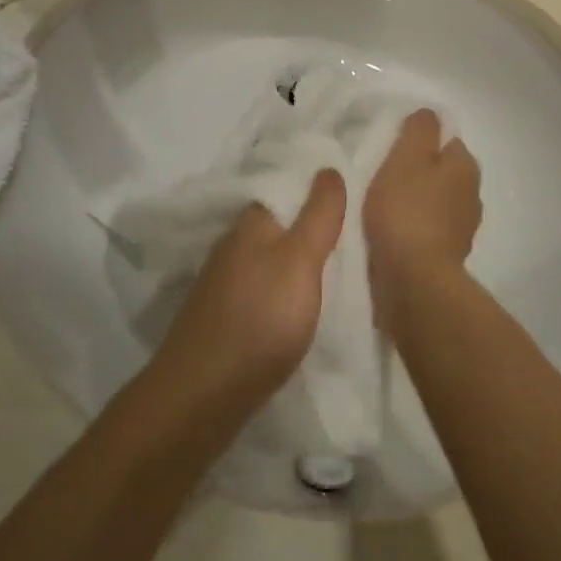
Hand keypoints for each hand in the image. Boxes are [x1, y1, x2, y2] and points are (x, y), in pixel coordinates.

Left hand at [155, 169, 346, 408]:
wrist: (203, 394)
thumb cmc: (260, 319)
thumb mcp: (300, 261)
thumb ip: (318, 216)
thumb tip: (328, 167)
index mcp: (251, 223)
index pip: (286, 187)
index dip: (316, 187)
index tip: (353, 190)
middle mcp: (233, 244)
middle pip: (279, 224)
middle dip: (310, 224)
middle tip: (356, 230)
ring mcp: (225, 281)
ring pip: (271, 257)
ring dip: (298, 258)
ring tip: (339, 265)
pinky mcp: (225, 314)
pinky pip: (264, 286)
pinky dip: (285, 287)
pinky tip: (304, 300)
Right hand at [364, 111, 481, 331]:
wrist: (414, 280)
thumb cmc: (406, 210)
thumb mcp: (406, 157)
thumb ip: (419, 130)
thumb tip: (430, 115)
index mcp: (465, 166)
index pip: (446, 140)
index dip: (420, 141)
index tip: (393, 149)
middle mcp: (472, 194)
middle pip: (443, 172)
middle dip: (419, 172)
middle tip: (384, 176)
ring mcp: (463, 228)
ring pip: (437, 201)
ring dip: (416, 202)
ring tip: (384, 207)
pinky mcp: (449, 255)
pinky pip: (429, 229)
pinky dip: (415, 227)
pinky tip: (393, 232)